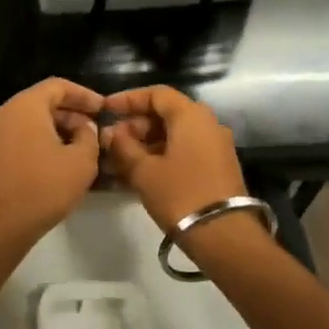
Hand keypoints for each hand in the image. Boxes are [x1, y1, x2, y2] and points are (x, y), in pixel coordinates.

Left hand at [0, 78, 104, 250]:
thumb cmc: (42, 187)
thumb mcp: (81, 162)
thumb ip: (89, 137)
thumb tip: (84, 128)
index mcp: (25, 106)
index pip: (58, 86)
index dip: (84, 94)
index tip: (104, 108)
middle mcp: (5, 114)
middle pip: (43, 103)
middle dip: (72, 114)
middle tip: (95, 132)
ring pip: (32, 123)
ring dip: (59, 131)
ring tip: (83, 150)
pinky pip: (22, 139)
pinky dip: (43, 144)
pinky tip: (61, 165)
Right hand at [99, 85, 249, 233]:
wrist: (223, 235)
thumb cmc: (180, 194)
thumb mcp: (144, 170)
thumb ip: (123, 147)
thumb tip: (111, 133)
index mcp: (191, 116)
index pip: (156, 94)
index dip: (128, 99)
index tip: (105, 110)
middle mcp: (207, 124)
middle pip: (165, 114)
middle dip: (134, 126)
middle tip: (110, 142)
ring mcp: (215, 146)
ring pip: (173, 135)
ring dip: (144, 145)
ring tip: (118, 162)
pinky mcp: (216, 168)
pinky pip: (183, 152)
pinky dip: (160, 157)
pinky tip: (137, 174)